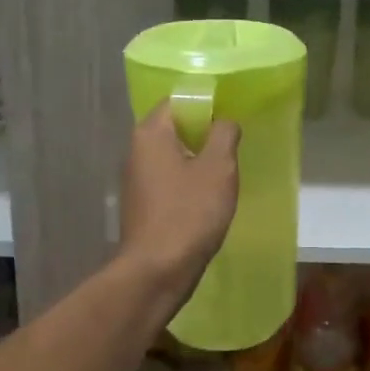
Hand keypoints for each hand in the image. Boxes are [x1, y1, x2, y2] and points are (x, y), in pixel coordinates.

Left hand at [119, 103, 241, 296]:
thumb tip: (224, 121)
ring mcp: (136, 179)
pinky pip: (169, 180)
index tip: (232, 116)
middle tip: (234, 144)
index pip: (178, 101)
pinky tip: (208, 197)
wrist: (158, 269)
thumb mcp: (219, 168)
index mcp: (150, 133)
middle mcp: (136, 150)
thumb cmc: (190, 212)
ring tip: (226, 171)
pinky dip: (188, 182)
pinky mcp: (142, 204)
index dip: (207, 104)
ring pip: (173, 156)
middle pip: (174, 128)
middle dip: (204, 133)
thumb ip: (224, 134)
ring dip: (198, 160)